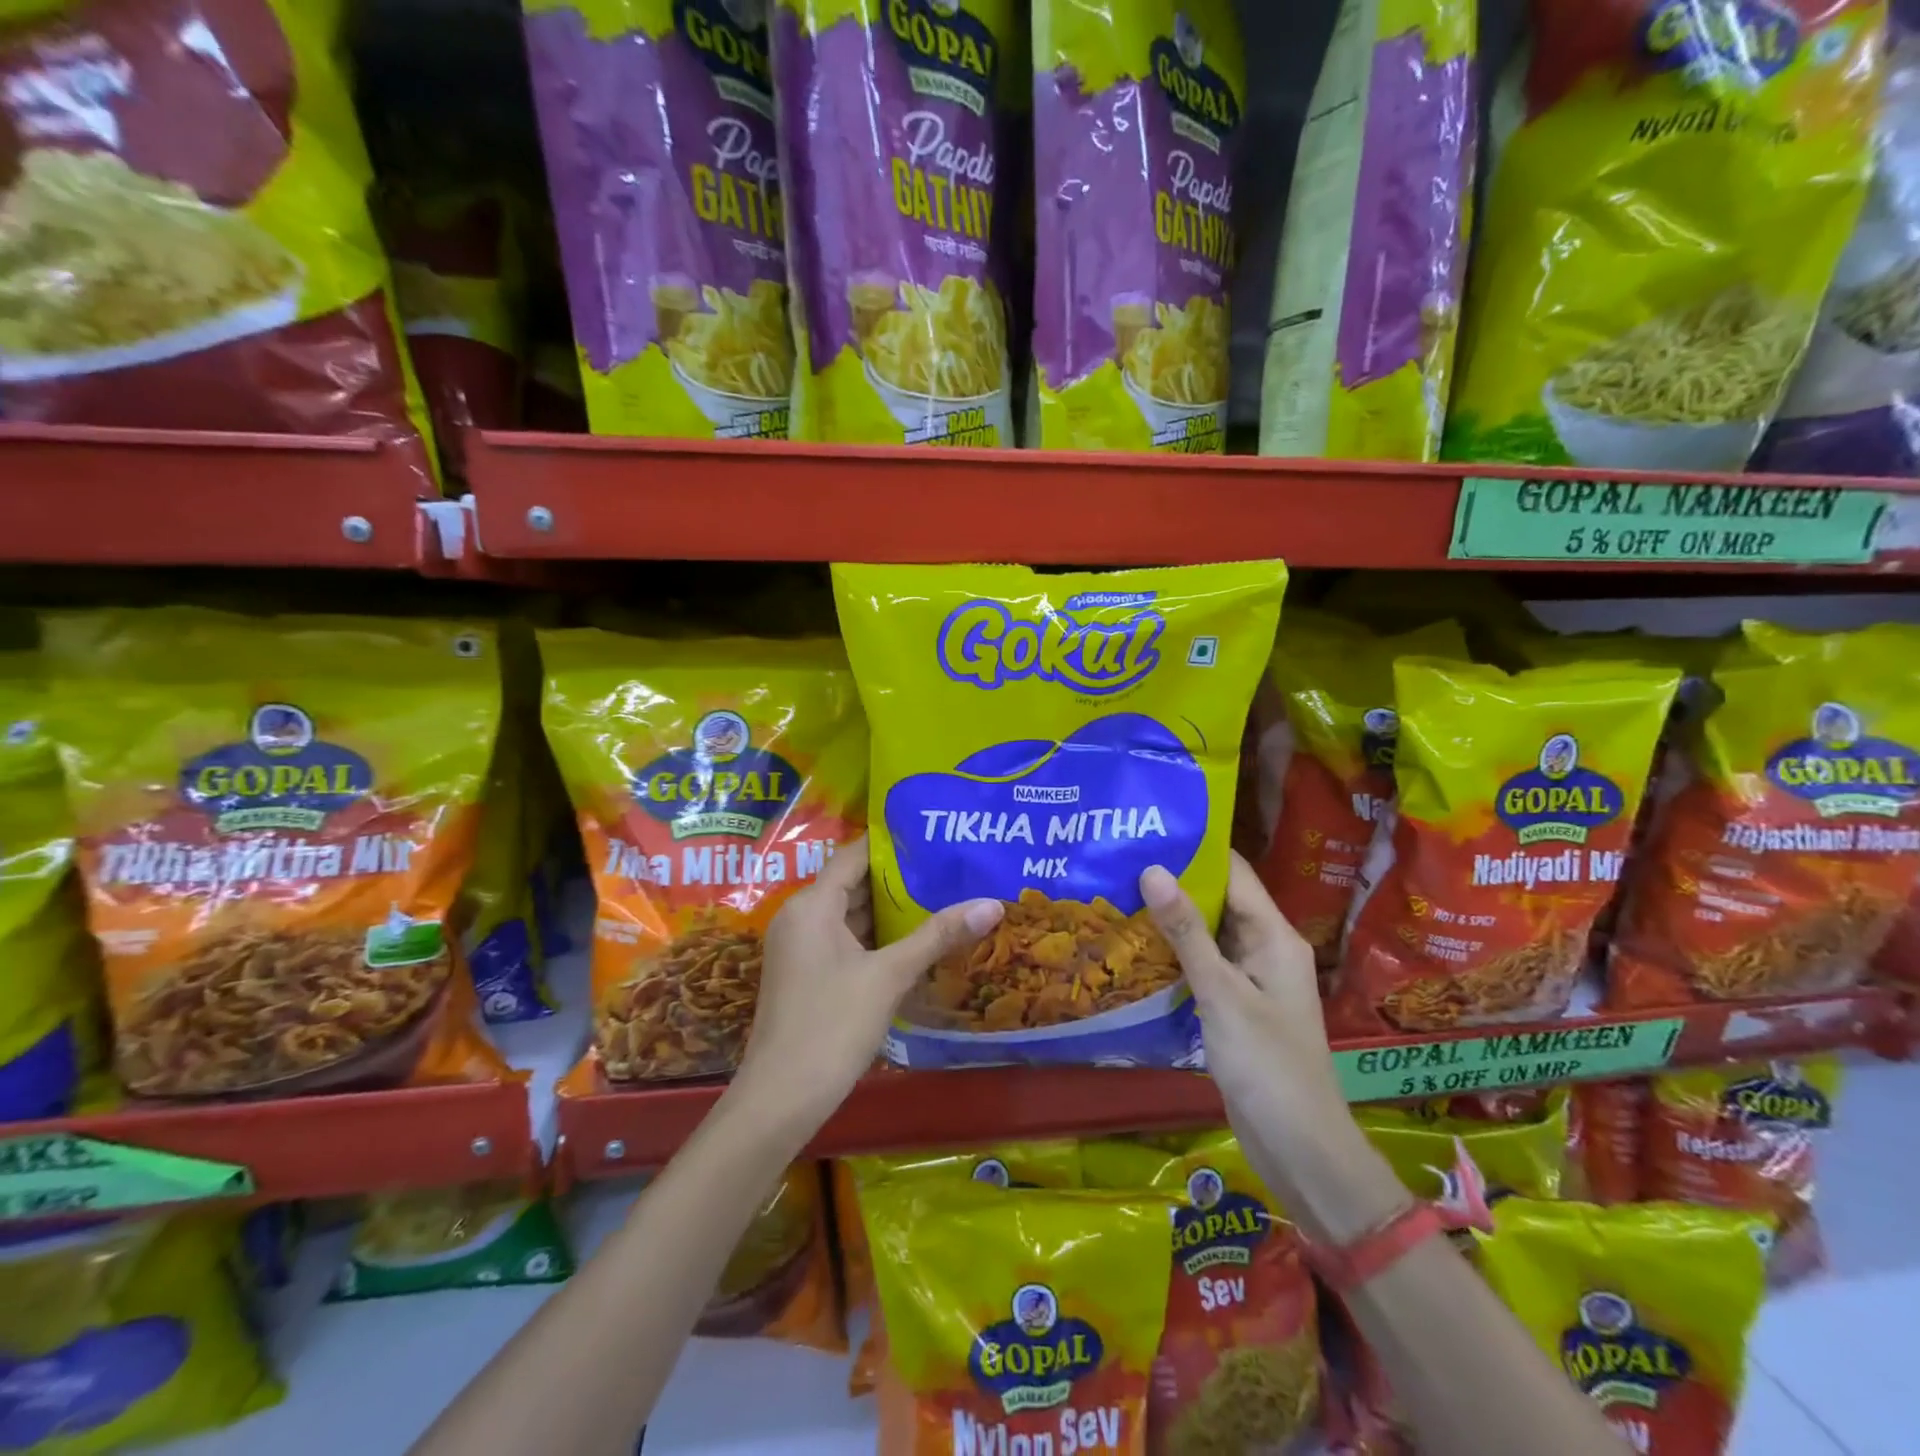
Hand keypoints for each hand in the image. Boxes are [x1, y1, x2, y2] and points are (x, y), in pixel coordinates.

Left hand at [729, 838, 1003, 1135]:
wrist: (781, 1100)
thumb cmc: (832, 1025)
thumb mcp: (889, 976)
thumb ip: (938, 936)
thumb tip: (993, 903)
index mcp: (812, 905)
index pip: (854, 855)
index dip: (893, 845)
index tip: (935, 836)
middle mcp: (801, 917)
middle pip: (854, 884)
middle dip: (900, 879)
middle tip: (950, 868)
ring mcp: (801, 948)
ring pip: (851, 916)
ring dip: (891, 911)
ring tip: (943, 897)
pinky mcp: (807, 975)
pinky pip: (845, 941)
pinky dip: (877, 938)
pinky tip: (916, 942)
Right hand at [1140, 855, 1370, 1218]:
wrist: (1300, 1150)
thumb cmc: (1267, 1066)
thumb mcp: (1221, 994)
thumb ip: (1186, 932)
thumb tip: (1152, 869)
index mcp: (1275, 937)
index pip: (1234, 874)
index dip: (1195, 850)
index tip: (1147, 833)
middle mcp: (1266, 949)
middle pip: (1219, 901)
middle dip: (1174, 883)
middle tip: (1120, 863)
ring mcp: (1252, 980)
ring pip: (1208, 935)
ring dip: (1170, 919)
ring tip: (1117, 895)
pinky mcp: (1236, 1007)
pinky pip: (1204, 966)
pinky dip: (1175, 955)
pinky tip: (1136, 948)